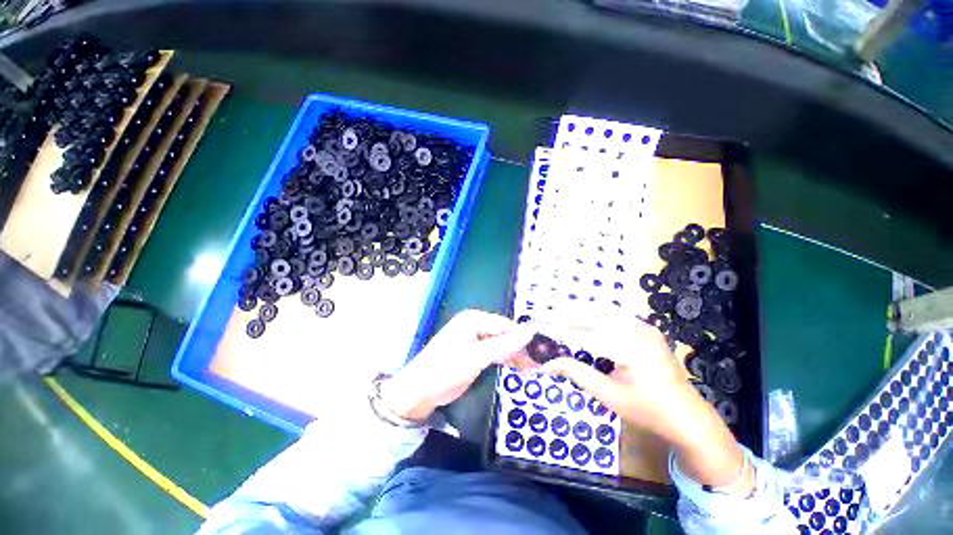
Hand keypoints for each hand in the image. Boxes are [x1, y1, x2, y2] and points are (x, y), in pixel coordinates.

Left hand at [381, 310, 534, 421]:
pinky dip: (506, 359)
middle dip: (520, 348)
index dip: (523, 338)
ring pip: (502, 344)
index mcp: (474, 319)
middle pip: (505, 333)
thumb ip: (503, 345)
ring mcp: (475, 339)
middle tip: (539, 364)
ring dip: (515, 355)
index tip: (542, 352)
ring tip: (533, 368)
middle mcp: (476, 325)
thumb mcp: (476, 357)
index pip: (506, 325)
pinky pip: (495, 352)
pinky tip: (518, 368)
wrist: (419, 391)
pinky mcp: (474, 352)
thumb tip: (530, 333)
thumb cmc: (445, 370)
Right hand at [538, 318, 704, 444]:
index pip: (584, 335)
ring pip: (602, 312)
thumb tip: (548, 363)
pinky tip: (583, 325)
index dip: (558, 333)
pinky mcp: (646, 328)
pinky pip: (615, 316)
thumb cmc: (649, 411)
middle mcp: (638, 329)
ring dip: (580, 315)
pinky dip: (595, 318)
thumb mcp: (609, 396)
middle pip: (592, 317)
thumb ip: (578, 374)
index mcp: (631, 348)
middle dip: (566, 319)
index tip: (538, 330)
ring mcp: (644, 326)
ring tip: (560, 322)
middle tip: (544, 321)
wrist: (689, 417)